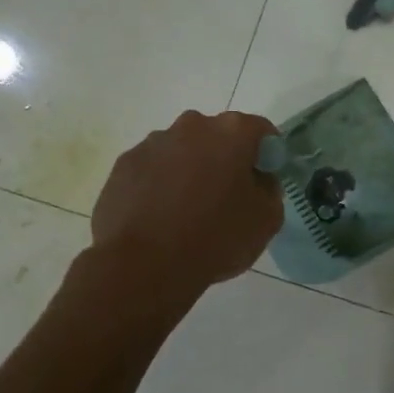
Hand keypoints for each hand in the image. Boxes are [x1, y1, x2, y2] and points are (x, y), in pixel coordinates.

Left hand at [92, 110, 282, 289]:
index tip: (263, 181)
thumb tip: (257, 181)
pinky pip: (153, 169)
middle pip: (218, 136)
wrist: (143, 266)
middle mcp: (192, 126)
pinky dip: (160, 185)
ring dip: (190, 170)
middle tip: (227, 197)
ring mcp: (152, 143)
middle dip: (225, 159)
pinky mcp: (123, 165)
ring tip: (187, 211)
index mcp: (232, 132)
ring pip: (182, 151)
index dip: (267, 155)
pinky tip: (160, 218)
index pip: (261, 131)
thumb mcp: (267, 220)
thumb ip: (270, 190)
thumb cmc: (215, 238)